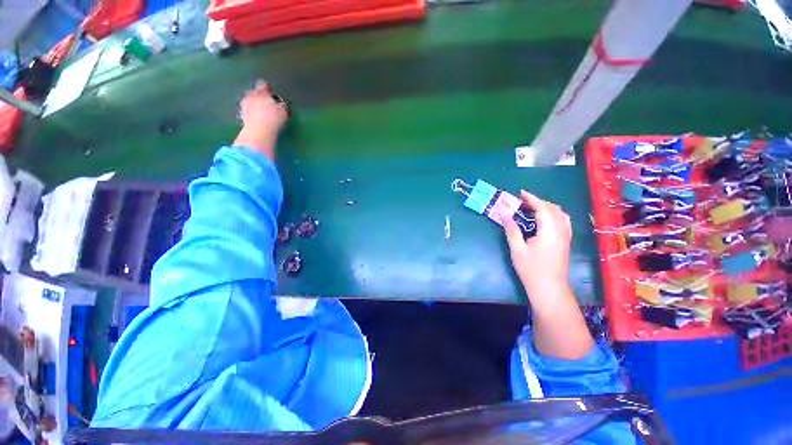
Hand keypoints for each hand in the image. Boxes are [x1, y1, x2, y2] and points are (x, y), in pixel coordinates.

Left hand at [239, 80, 287, 129]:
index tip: (271, 89)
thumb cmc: (273, 118)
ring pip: (249, 102)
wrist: (259, 130)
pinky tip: (256, 119)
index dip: (268, 86)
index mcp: (262, 93)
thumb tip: (281, 103)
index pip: (264, 85)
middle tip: (266, 102)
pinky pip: (247, 112)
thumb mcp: (283, 111)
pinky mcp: (241, 116)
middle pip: (254, 93)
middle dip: (259, 96)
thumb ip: (281, 105)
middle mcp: (251, 96)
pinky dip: (251, 114)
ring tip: (261, 112)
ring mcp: (245, 105)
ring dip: (254, 105)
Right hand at [502, 190, 571, 295]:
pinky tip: (544, 219)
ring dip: (546, 207)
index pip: (543, 208)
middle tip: (522, 202)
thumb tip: (504, 214)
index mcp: (549, 231)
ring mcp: (566, 236)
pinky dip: (553, 214)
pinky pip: (563, 221)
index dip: (532, 198)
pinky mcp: (566, 241)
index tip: (521, 193)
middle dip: (538, 201)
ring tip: (532, 208)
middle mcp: (561, 230)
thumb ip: (511, 229)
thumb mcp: (517, 249)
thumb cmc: (531, 269)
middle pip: (553, 209)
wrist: (549, 287)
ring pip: (560, 214)